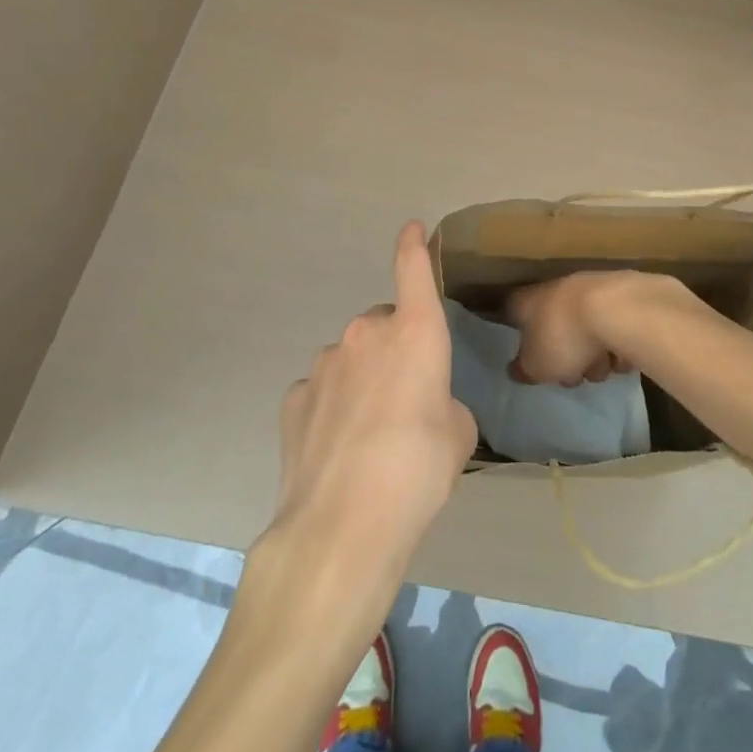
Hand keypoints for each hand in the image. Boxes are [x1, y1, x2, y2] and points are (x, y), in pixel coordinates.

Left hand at [267, 222, 476, 603]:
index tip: (411, 227)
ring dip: (363, 380)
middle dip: (395, 352)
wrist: (344, 524)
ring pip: (351, 358)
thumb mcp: (458, 436)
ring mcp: (324, 362)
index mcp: (414, 332)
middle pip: (385, 328)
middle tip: (405, 403)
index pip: (412, 269)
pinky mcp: (294, 396)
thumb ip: (445, 404)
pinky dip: (331, 406)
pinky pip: (322, 389)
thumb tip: (426, 407)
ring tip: (369, 437)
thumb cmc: (419, 469)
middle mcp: (366, 333)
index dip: (412, 245)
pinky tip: (336, 449)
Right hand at [506, 269, 676, 384]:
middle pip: (556, 327)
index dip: (520, 335)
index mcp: (529, 301)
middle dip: (567, 356)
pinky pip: (615, 329)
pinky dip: (619, 345)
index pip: (513, 311)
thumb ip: (524, 369)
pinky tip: (624, 356)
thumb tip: (516, 369)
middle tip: (574, 373)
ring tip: (604, 366)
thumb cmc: (565, 337)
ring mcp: (591, 289)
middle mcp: (557, 289)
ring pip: (587, 331)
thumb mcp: (536, 366)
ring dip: (595, 355)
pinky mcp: (622, 297)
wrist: (618, 310)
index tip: (529, 355)